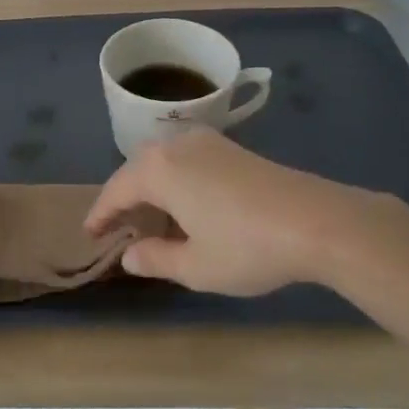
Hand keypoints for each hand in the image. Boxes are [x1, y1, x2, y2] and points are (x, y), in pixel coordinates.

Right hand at [84, 128, 404, 296]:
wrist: (318, 221)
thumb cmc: (248, 246)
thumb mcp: (195, 266)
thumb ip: (156, 258)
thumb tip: (129, 256)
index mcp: (158, 170)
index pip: (116, 190)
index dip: (100, 215)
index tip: (90, 234)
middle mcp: (176, 146)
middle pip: (137, 170)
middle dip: (124, 197)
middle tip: (117, 227)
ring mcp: (207, 142)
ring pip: (163, 161)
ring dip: (150, 187)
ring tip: (149, 217)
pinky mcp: (232, 148)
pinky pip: (187, 160)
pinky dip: (175, 180)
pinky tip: (186, 205)